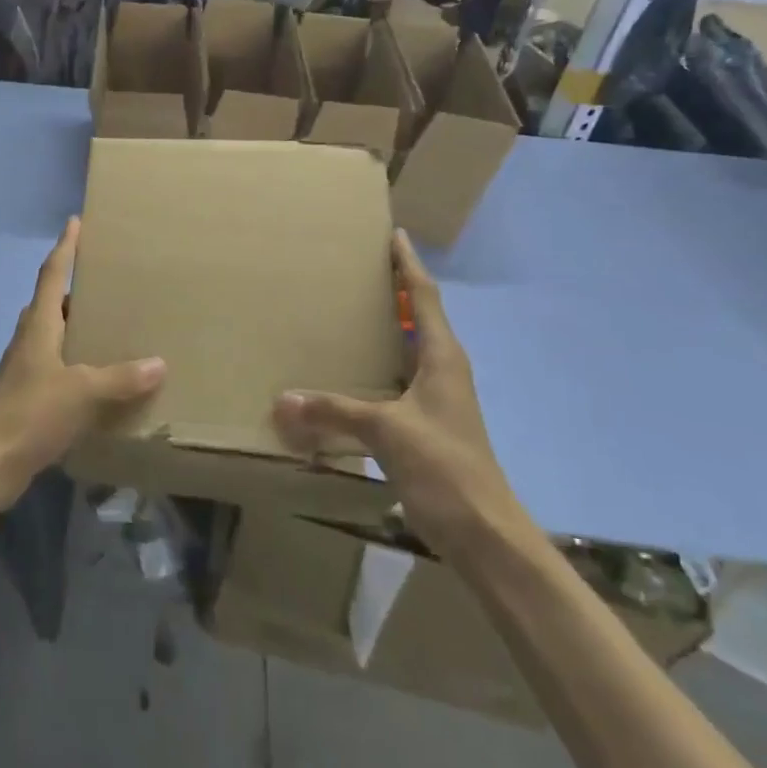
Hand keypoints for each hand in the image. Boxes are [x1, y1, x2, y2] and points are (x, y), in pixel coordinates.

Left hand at [0, 217, 164, 503]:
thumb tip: (159, 362)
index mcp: (39, 325)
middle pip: (51, 301)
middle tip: (107, 279)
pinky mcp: (27, 394)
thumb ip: (121, 377)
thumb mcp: (82, 392)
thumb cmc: (30, 414)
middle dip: (75, 286)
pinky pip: (57, 364)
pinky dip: (77, 359)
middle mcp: (30, 339)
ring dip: (76, 324)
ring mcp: (25, 367)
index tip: (75, 222)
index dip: (65, 247)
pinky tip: (98, 376)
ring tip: (109, 324)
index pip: (53, 274)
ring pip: (53, 333)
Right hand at [273, 229, 534, 559]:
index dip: (408, 265)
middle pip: (418, 317)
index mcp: (441, 357)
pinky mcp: (426, 425)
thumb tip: (282, 400)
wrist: (484, 533)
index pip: (424, 296)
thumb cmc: (444, 467)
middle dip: (393, 291)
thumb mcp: (386, 431)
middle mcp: (442, 369)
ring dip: (385, 329)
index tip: (393, 234)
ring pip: (407, 350)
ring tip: (347, 311)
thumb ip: (334, 412)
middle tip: (357, 267)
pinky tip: (348, 371)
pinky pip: (396, 380)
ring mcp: (437, 399)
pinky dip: (375, 367)